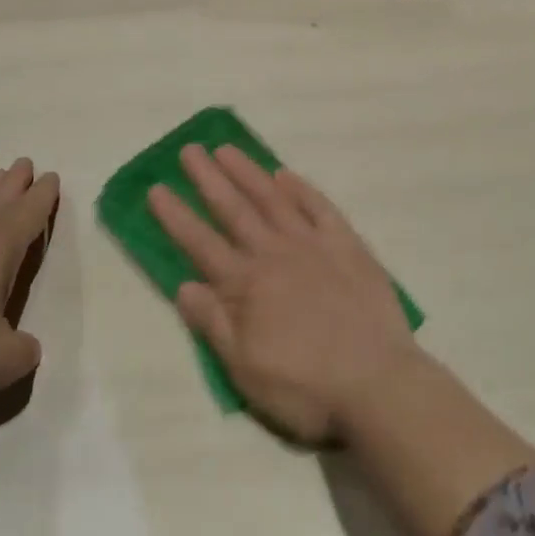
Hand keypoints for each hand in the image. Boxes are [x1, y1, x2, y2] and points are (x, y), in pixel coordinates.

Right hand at [149, 144, 420, 445]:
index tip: (156, 188)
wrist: (378, 383)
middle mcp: (274, 254)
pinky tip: (286, 175)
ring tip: (226, 149)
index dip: (176, 216)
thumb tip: (184, 285)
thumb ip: (214, 323)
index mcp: (246, 286)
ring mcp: (313, 245)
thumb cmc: (305, 387)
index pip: (201, 243)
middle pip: (234, 210)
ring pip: (272, 199)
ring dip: (248, 172)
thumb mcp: (246, 370)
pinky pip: (320, 208)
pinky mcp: (347, 246)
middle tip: (189, 150)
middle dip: (208, 179)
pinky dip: (301, 189)